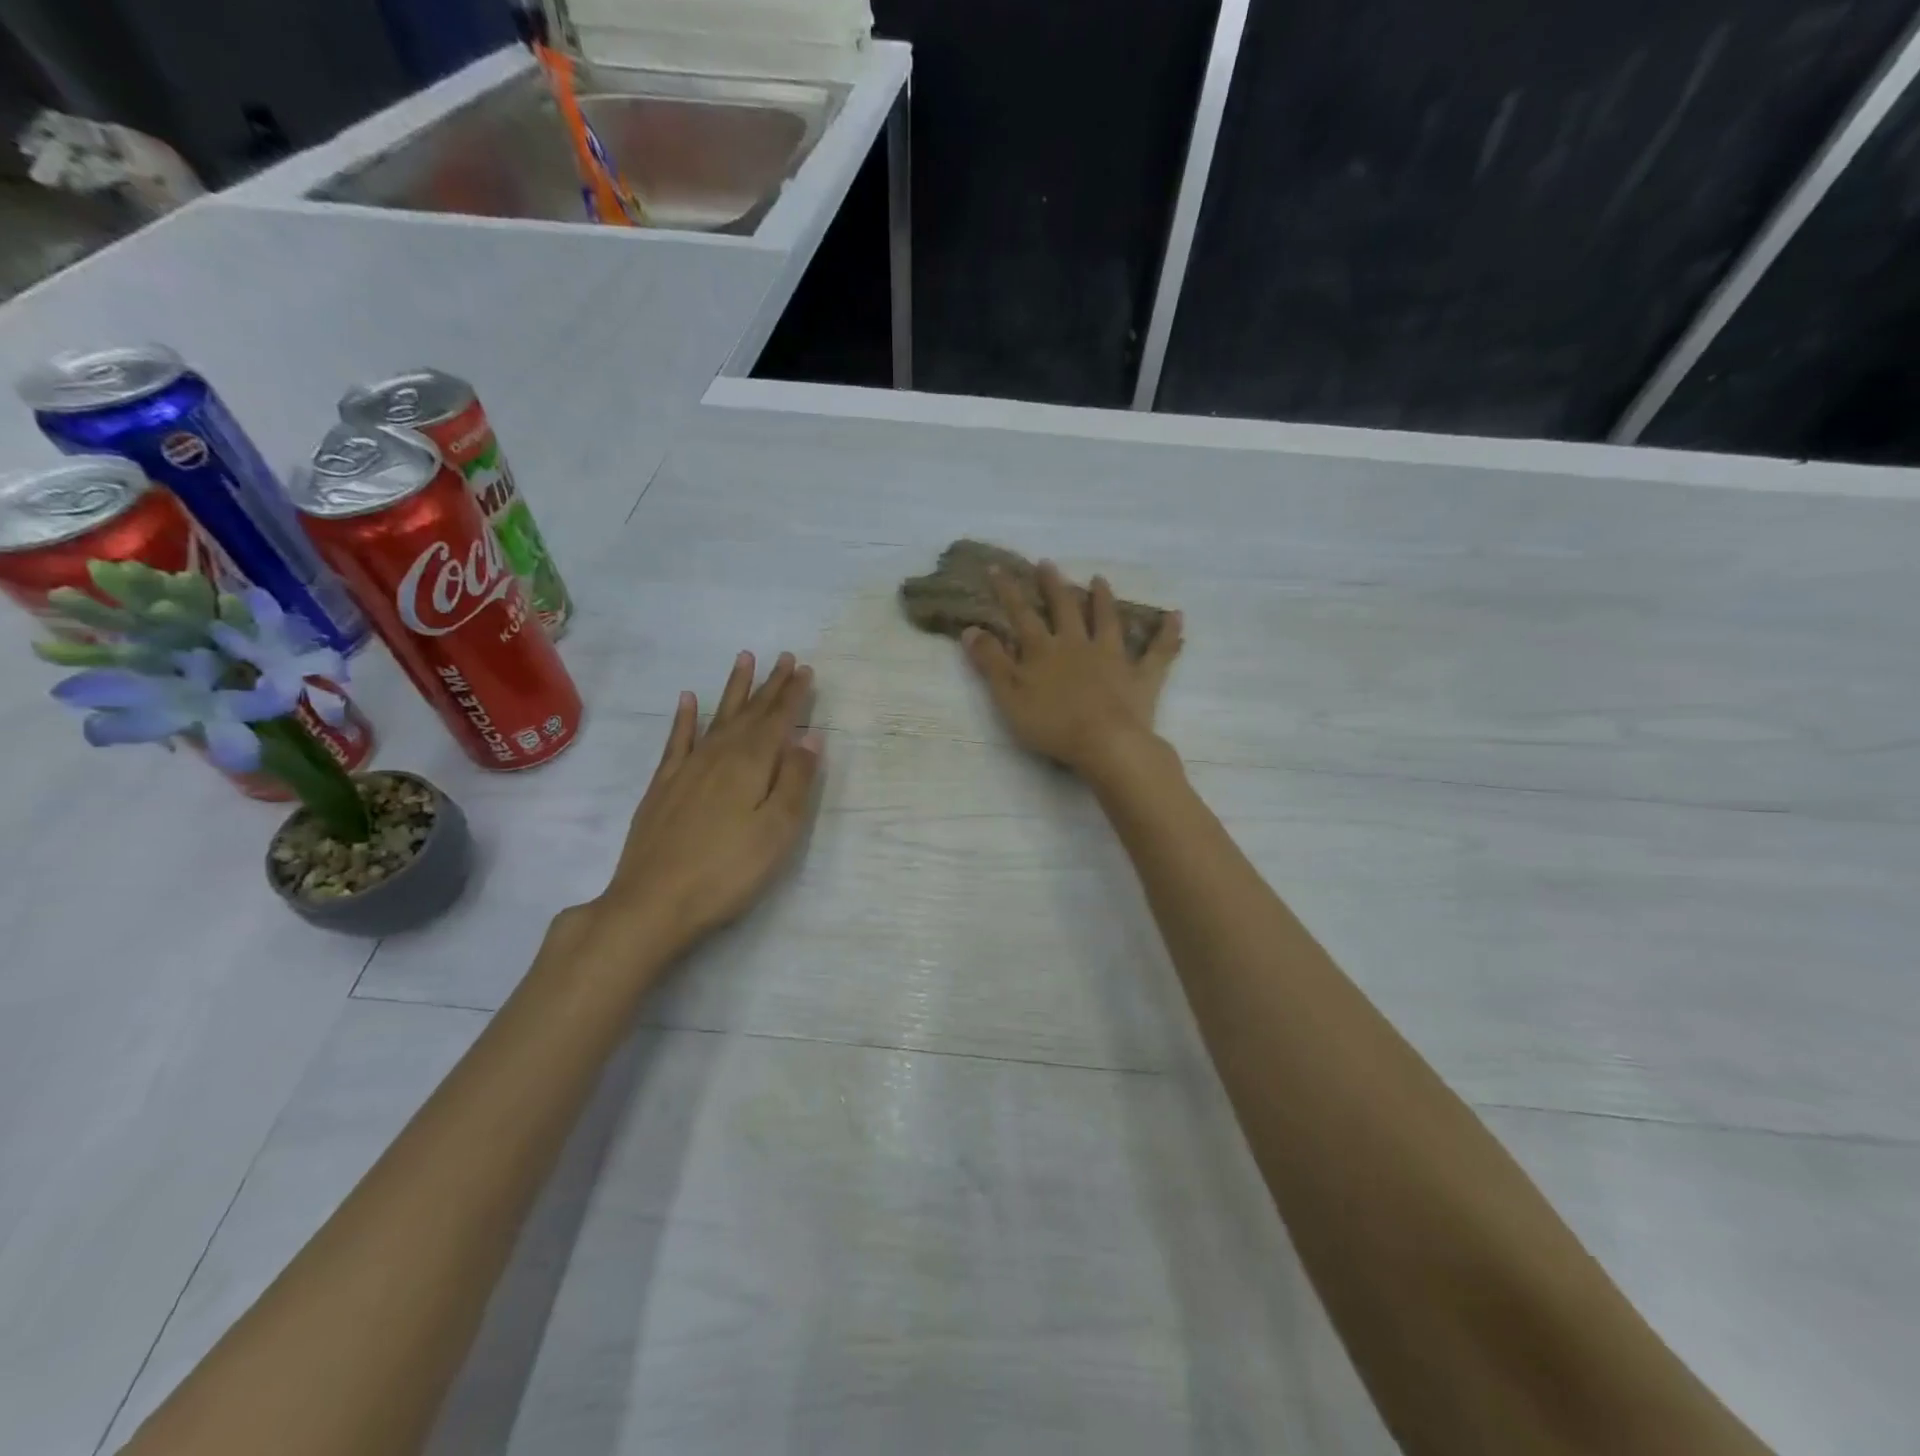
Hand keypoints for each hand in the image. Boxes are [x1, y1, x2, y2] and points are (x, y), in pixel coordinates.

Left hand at [585, 651, 823, 955]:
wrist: (653, 902)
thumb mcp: (777, 830)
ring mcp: (687, 769)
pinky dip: (685, 718)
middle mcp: (718, 756)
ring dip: (733, 690)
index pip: (777, 720)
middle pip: (749, 713)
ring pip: (716, 718)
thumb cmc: (728, 871)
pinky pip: (677, 740)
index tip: (805, 669)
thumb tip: (811, 735)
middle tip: (784, 657)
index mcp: (751, 765)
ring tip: (743, 659)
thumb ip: (795, 780)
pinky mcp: (663, 786)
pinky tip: (688, 700)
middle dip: (769, 685)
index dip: (793, 694)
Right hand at [963, 561, 1182, 778]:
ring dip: (1103, 599)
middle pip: (1065, 608)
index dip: (1008, 591)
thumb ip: (990, 662)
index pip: (1022, 614)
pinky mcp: (1141, 676)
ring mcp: (1113, 657)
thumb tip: (971, 629)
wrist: (1105, 743)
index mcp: (1044, 650)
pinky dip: (1168, 634)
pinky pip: (1159, 651)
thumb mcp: (1008, 695)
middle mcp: (1079, 644)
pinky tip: (1176, 616)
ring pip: (1108, 620)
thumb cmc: (1052, 723)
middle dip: (1054, 585)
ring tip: (1099, 579)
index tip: (998, 568)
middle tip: (1047, 564)